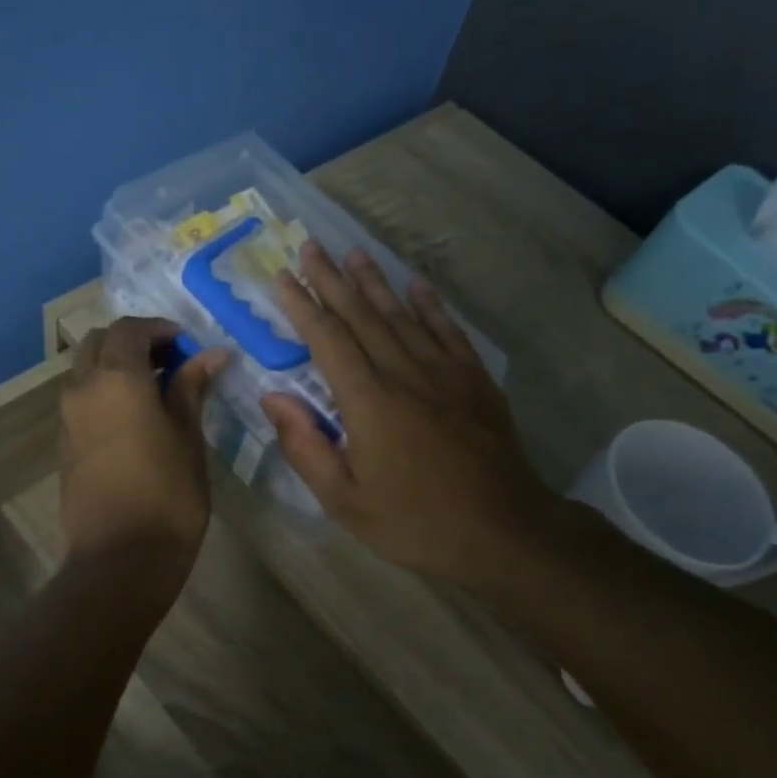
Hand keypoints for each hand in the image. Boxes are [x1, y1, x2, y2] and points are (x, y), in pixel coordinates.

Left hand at [59, 317, 226, 568]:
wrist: (120, 558)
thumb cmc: (167, 494)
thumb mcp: (188, 436)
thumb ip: (191, 388)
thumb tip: (211, 354)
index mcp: (115, 379)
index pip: (129, 329)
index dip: (160, 329)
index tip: (189, 347)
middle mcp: (82, 389)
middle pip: (98, 343)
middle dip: (133, 343)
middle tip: (170, 363)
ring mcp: (67, 418)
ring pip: (85, 371)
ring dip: (115, 367)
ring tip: (156, 392)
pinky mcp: (64, 445)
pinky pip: (81, 401)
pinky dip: (104, 393)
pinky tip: (135, 419)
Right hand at [262, 243, 560, 587]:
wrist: (502, 531)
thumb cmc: (413, 521)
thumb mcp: (343, 500)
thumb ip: (304, 446)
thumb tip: (274, 397)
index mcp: (368, 402)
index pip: (327, 340)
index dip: (302, 306)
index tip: (282, 277)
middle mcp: (404, 374)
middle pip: (362, 316)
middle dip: (332, 279)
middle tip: (310, 246)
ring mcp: (444, 373)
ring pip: (402, 316)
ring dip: (375, 282)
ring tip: (354, 252)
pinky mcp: (474, 381)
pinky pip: (448, 332)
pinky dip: (430, 306)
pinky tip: (417, 286)